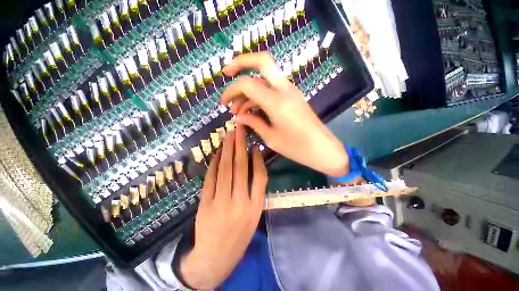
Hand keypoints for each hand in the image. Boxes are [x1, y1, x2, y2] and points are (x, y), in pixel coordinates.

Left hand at [179, 126, 267, 289]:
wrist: (215, 258)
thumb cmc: (239, 236)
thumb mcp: (254, 216)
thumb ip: (255, 191)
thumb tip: (253, 165)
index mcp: (255, 207)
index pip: (260, 177)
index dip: (258, 159)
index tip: (255, 145)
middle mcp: (240, 203)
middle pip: (241, 168)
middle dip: (240, 146)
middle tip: (239, 129)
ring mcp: (221, 203)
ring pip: (225, 170)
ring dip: (227, 150)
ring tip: (229, 135)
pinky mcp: (205, 204)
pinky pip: (211, 178)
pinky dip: (215, 163)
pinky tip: (218, 152)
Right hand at [222, 52, 348, 176]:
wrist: (323, 148)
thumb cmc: (298, 148)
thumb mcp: (271, 138)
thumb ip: (253, 123)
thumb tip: (238, 117)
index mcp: (277, 102)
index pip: (248, 84)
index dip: (231, 90)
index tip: (223, 103)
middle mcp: (285, 90)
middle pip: (262, 60)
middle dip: (241, 62)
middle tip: (226, 73)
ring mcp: (291, 91)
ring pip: (265, 78)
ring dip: (249, 88)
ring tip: (238, 109)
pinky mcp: (293, 96)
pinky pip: (272, 88)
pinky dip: (259, 95)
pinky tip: (251, 110)